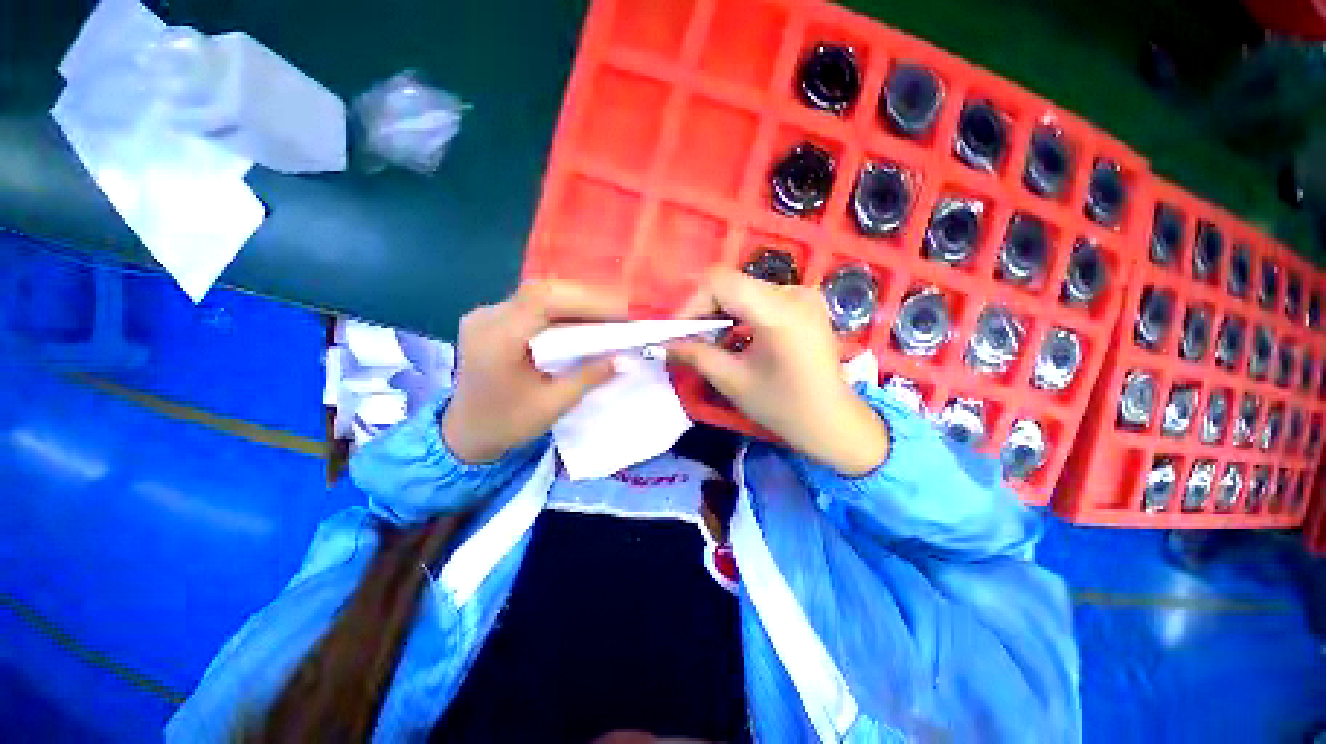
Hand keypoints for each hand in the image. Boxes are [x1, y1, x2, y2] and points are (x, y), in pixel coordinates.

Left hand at [441, 281, 627, 463]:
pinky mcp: (495, 318)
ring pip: (540, 294)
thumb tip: (624, 358)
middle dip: (587, 299)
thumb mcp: (552, 406)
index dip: (586, 300)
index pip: (542, 301)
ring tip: (609, 316)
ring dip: (578, 302)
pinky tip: (584, 320)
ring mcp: (488, 314)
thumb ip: (588, 378)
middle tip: (621, 313)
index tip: (622, 313)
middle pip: (542, 291)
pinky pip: (534, 304)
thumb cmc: (506, 424)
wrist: (466, 431)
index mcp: (496, 340)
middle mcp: (487, 318)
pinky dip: (564, 309)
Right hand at [668, 270, 887, 474]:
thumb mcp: (733, 381)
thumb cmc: (785, 407)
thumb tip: (662, 344)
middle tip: (686, 338)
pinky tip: (732, 337)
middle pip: (732, 284)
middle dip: (703, 309)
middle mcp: (795, 292)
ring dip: (720, 312)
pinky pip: (760, 299)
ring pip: (744, 290)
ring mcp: (803, 296)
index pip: (721, 283)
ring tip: (707, 340)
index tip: (676, 331)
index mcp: (780, 311)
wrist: (834, 423)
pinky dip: (739, 314)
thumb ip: (695, 355)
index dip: (691, 303)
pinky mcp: (804, 304)